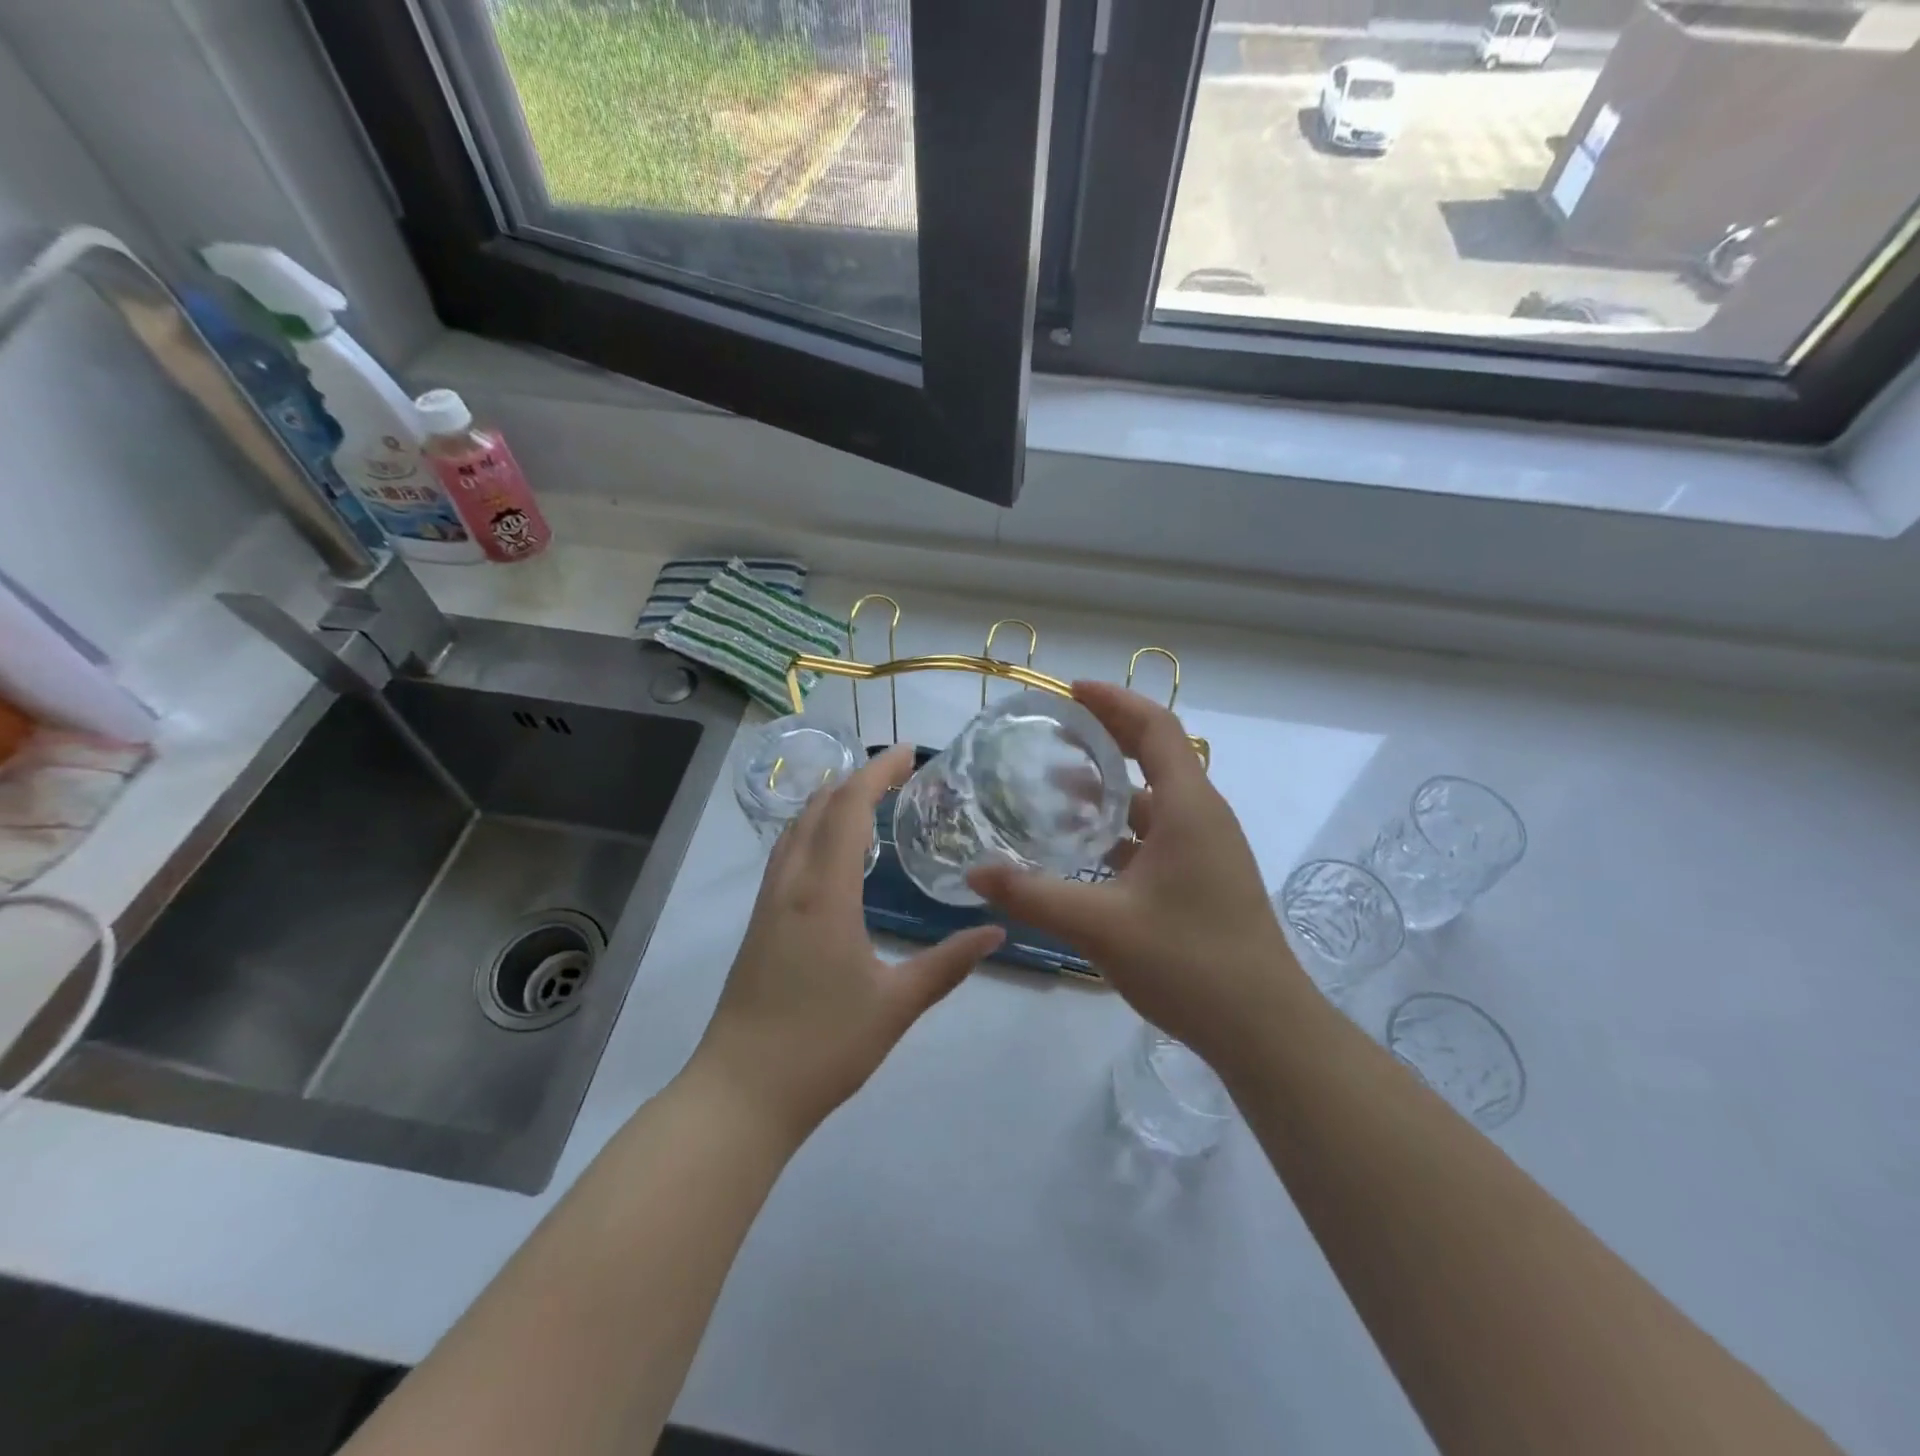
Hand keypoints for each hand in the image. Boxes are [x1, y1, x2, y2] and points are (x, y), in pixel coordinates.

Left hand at [692, 744, 1004, 1144]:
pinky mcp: (758, 924)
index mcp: (825, 893)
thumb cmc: (822, 1046)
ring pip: (795, 829)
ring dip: (828, 802)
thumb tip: (997, 932)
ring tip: (866, 800)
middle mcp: (791, 885)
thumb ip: (948, 964)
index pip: (848, 809)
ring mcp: (768, 903)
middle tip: (897, 774)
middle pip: (817, 808)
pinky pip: (786, 854)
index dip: (877, 773)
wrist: (740, 1093)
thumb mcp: (896, 1005)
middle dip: (855, 779)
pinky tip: (832, 853)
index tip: (908, 752)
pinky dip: (812, 831)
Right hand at [969, 682, 1304, 1068]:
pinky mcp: (1203, 878)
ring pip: (1153, 799)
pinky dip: (1120, 828)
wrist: (1264, 1029)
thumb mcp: (1101, 925)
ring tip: (1055, 788)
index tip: (1069, 691)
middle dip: (1106, 736)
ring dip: (1109, 787)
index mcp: (1188, 807)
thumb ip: (1033, 895)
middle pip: (1155, 755)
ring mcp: (1206, 849)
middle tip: (1054, 732)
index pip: (1155, 727)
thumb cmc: (1190, 962)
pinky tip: (1083, 850)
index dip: (1113, 701)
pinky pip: (1157, 833)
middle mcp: (1202, 816)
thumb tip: (974, 872)